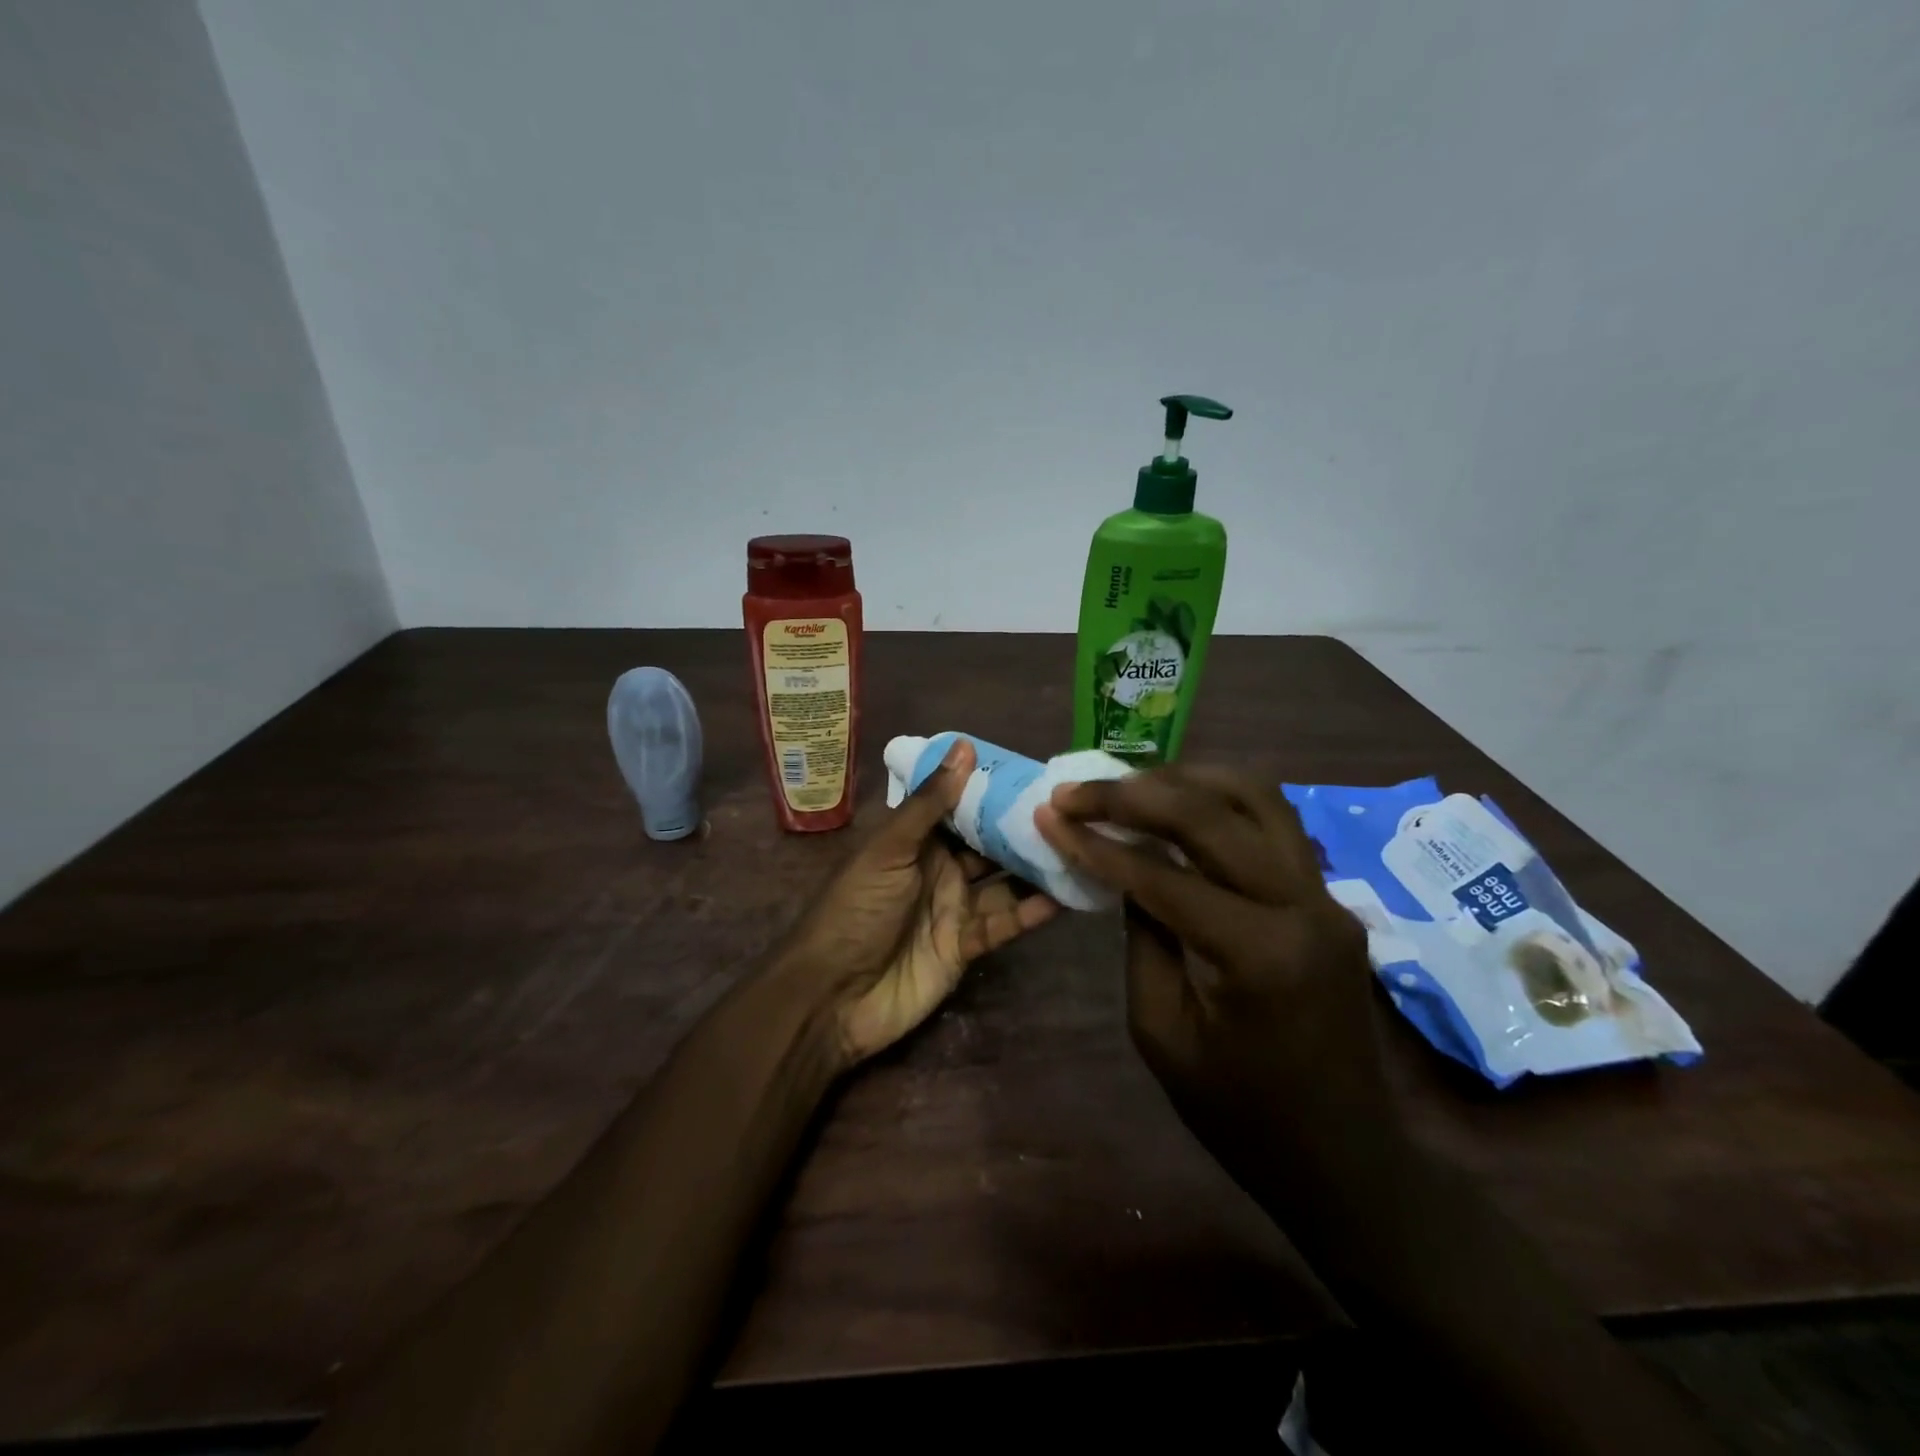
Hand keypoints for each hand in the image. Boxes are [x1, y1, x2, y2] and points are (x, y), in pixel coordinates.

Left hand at [783, 738, 1060, 1066]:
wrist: (833, 996)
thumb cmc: (856, 910)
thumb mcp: (890, 849)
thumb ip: (930, 803)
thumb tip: (965, 746)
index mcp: (916, 841)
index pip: (961, 807)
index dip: (992, 790)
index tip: (1035, 772)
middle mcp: (939, 870)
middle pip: (988, 845)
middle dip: (1022, 828)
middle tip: (1071, 809)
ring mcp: (954, 909)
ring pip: (1003, 883)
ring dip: (1035, 868)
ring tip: (1079, 846)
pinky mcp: (966, 947)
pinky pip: (1005, 923)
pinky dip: (1032, 912)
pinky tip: (1065, 895)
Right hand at [1034, 765, 1398, 1177]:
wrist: (1343, 1158)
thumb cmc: (1240, 1114)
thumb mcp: (1162, 1032)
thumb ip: (1142, 937)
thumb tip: (1125, 869)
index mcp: (1260, 954)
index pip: (1163, 875)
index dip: (1097, 842)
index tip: (1050, 815)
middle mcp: (1304, 906)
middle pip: (1213, 814)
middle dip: (1134, 793)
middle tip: (1077, 791)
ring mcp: (1327, 896)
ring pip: (1255, 797)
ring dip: (1184, 780)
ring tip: (1126, 786)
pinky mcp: (1330, 898)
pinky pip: (1272, 823)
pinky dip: (1218, 802)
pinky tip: (1177, 808)